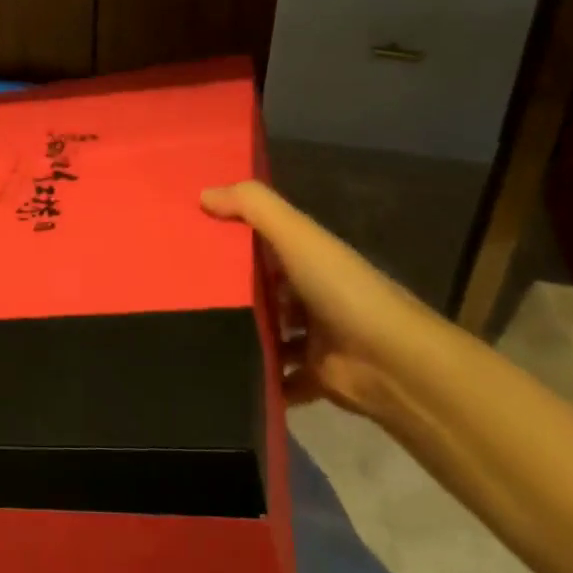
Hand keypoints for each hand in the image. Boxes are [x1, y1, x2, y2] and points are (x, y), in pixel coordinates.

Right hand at [202, 181, 442, 416]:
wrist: (392, 362)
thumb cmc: (341, 290)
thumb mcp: (297, 235)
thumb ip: (253, 207)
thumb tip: (202, 194)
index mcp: (310, 258)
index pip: (265, 242)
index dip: (232, 238)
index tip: (189, 240)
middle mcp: (313, 293)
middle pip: (263, 290)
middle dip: (230, 292)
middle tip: (180, 294)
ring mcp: (314, 337)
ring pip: (269, 334)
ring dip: (241, 336)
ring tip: (193, 335)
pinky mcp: (314, 376)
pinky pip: (280, 378)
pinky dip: (260, 379)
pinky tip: (222, 377)